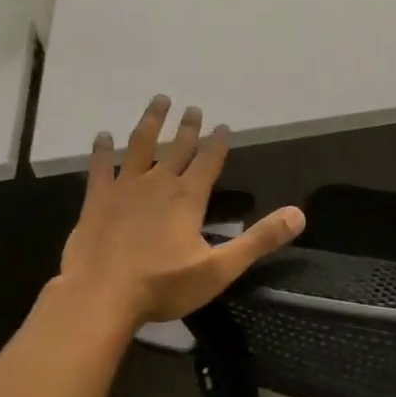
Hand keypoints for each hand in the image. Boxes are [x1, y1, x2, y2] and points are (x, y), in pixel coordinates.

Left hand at [58, 95, 304, 326]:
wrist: (100, 295)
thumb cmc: (163, 285)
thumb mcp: (219, 269)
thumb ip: (259, 240)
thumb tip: (298, 215)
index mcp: (188, 198)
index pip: (209, 161)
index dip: (218, 143)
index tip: (223, 125)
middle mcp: (157, 183)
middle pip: (177, 148)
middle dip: (188, 128)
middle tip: (193, 108)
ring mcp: (124, 188)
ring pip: (140, 146)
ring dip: (151, 122)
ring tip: (158, 101)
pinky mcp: (96, 200)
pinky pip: (100, 167)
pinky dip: (102, 150)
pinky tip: (103, 136)